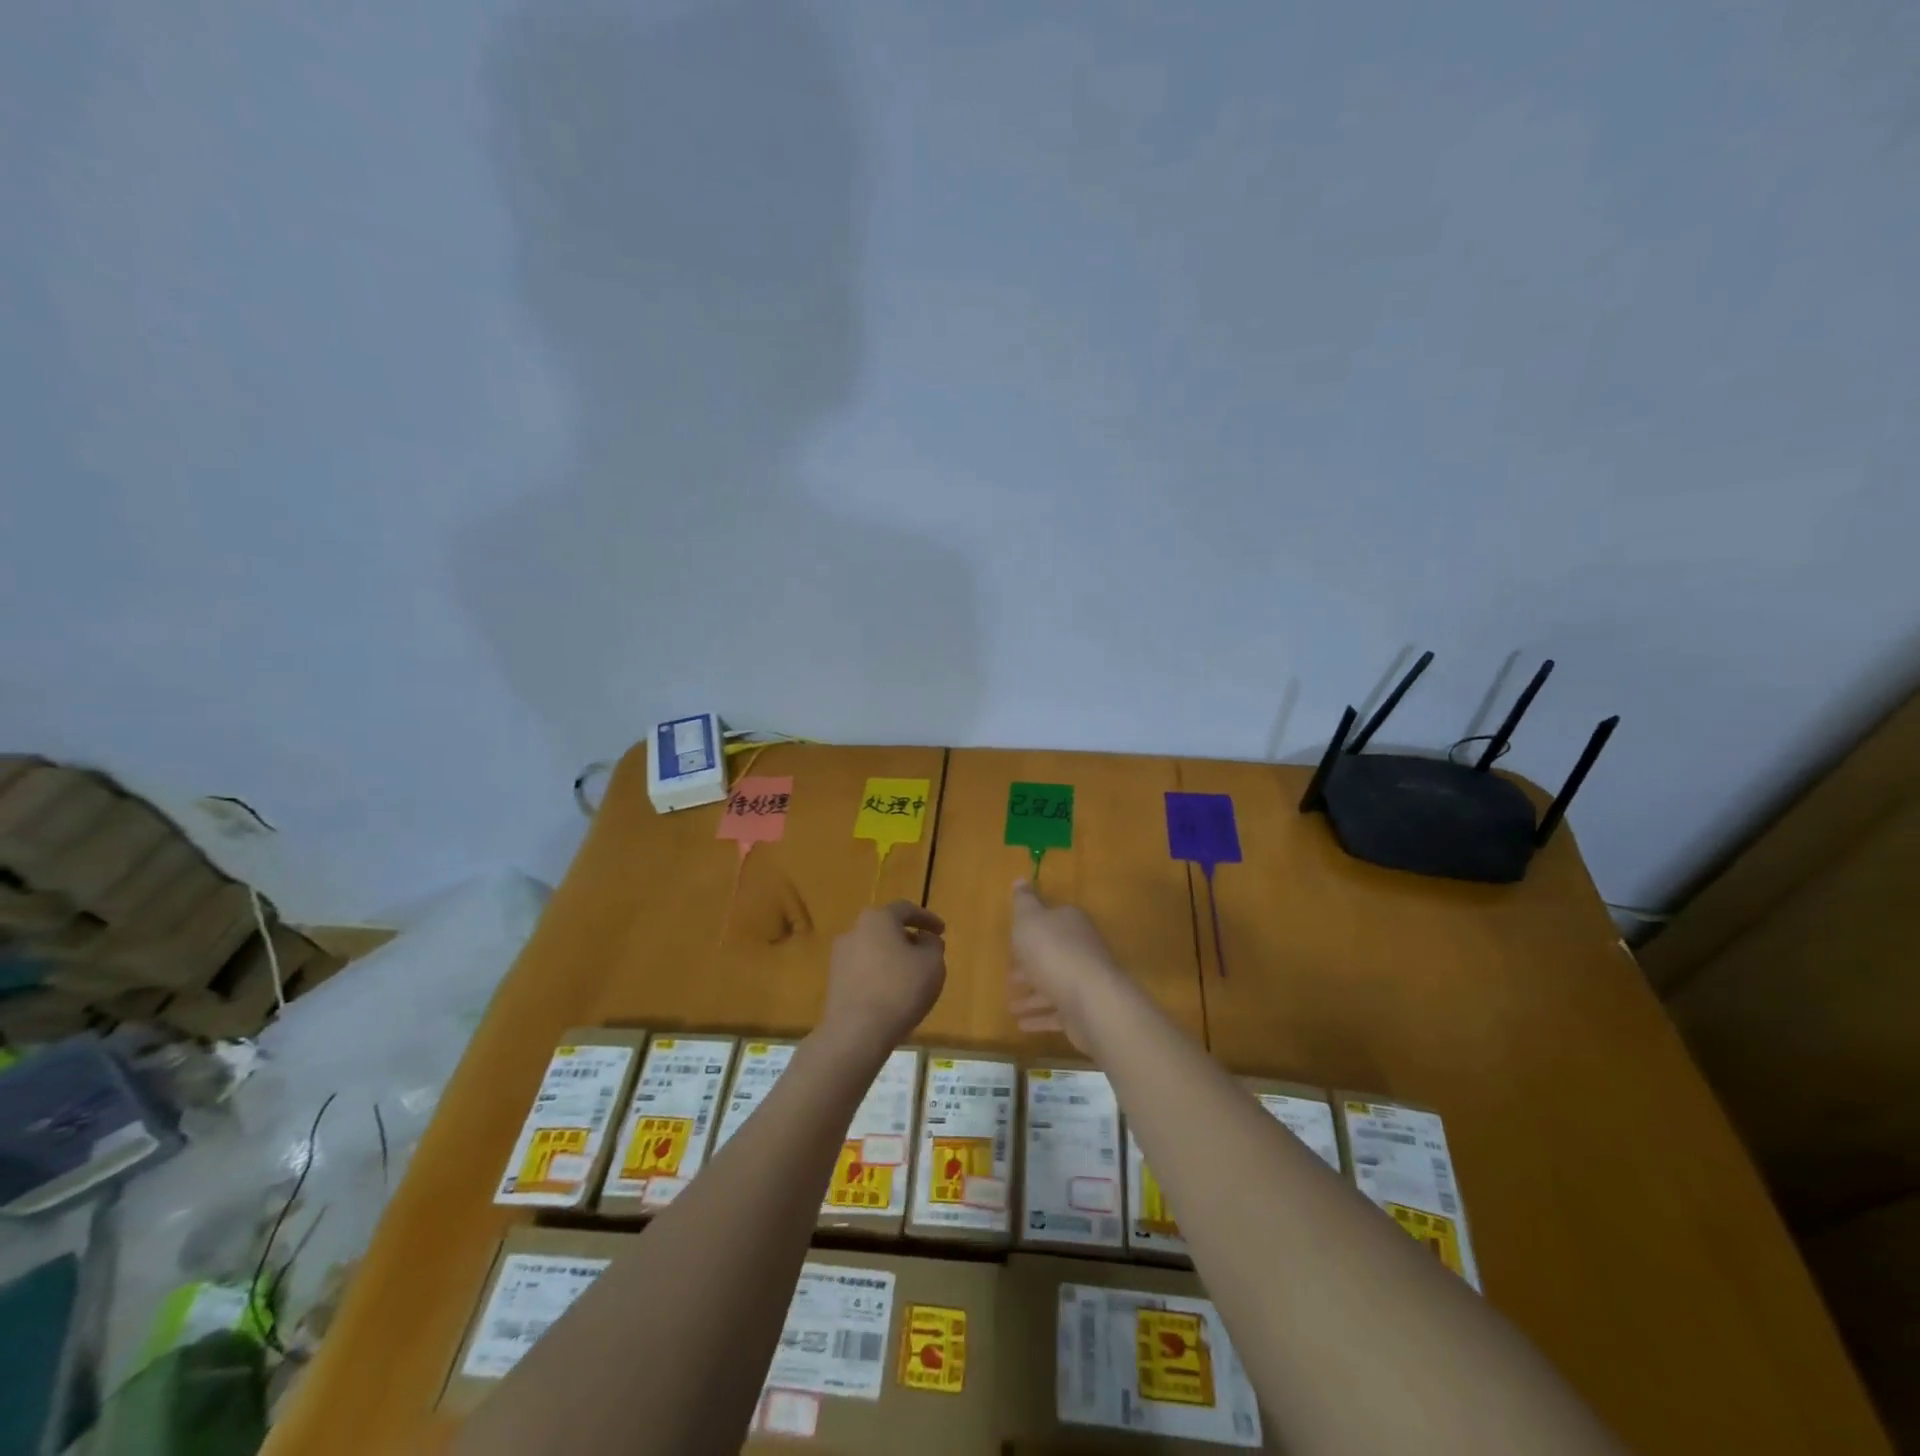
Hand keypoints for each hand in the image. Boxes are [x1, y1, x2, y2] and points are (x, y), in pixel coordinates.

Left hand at [822, 901, 946, 1054]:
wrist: (856, 1032)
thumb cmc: (900, 990)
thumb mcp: (932, 964)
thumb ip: (933, 945)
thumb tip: (924, 939)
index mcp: (877, 919)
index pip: (905, 909)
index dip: (927, 918)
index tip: (942, 931)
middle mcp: (854, 931)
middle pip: (886, 928)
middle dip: (908, 938)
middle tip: (926, 954)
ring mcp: (839, 957)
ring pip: (874, 950)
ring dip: (893, 958)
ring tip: (911, 977)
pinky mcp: (834, 982)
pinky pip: (863, 970)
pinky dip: (880, 975)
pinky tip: (892, 994)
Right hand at [1007, 880, 1123, 1051]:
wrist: (1090, 1000)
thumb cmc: (1053, 952)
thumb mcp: (1029, 919)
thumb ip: (1024, 901)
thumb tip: (1021, 878)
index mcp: (1070, 923)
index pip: (1050, 921)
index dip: (1030, 931)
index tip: (1012, 943)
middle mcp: (1081, 948)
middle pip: (1052, 954)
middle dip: (1029, 966)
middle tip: (1008, 978)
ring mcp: (1084, 981)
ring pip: (1053, 985)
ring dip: (1031, 996)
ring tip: (1010, 1006)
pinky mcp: (1084, 1010)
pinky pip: (1057, 1013)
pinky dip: (1039, 1017)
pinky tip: (1021, 1024)